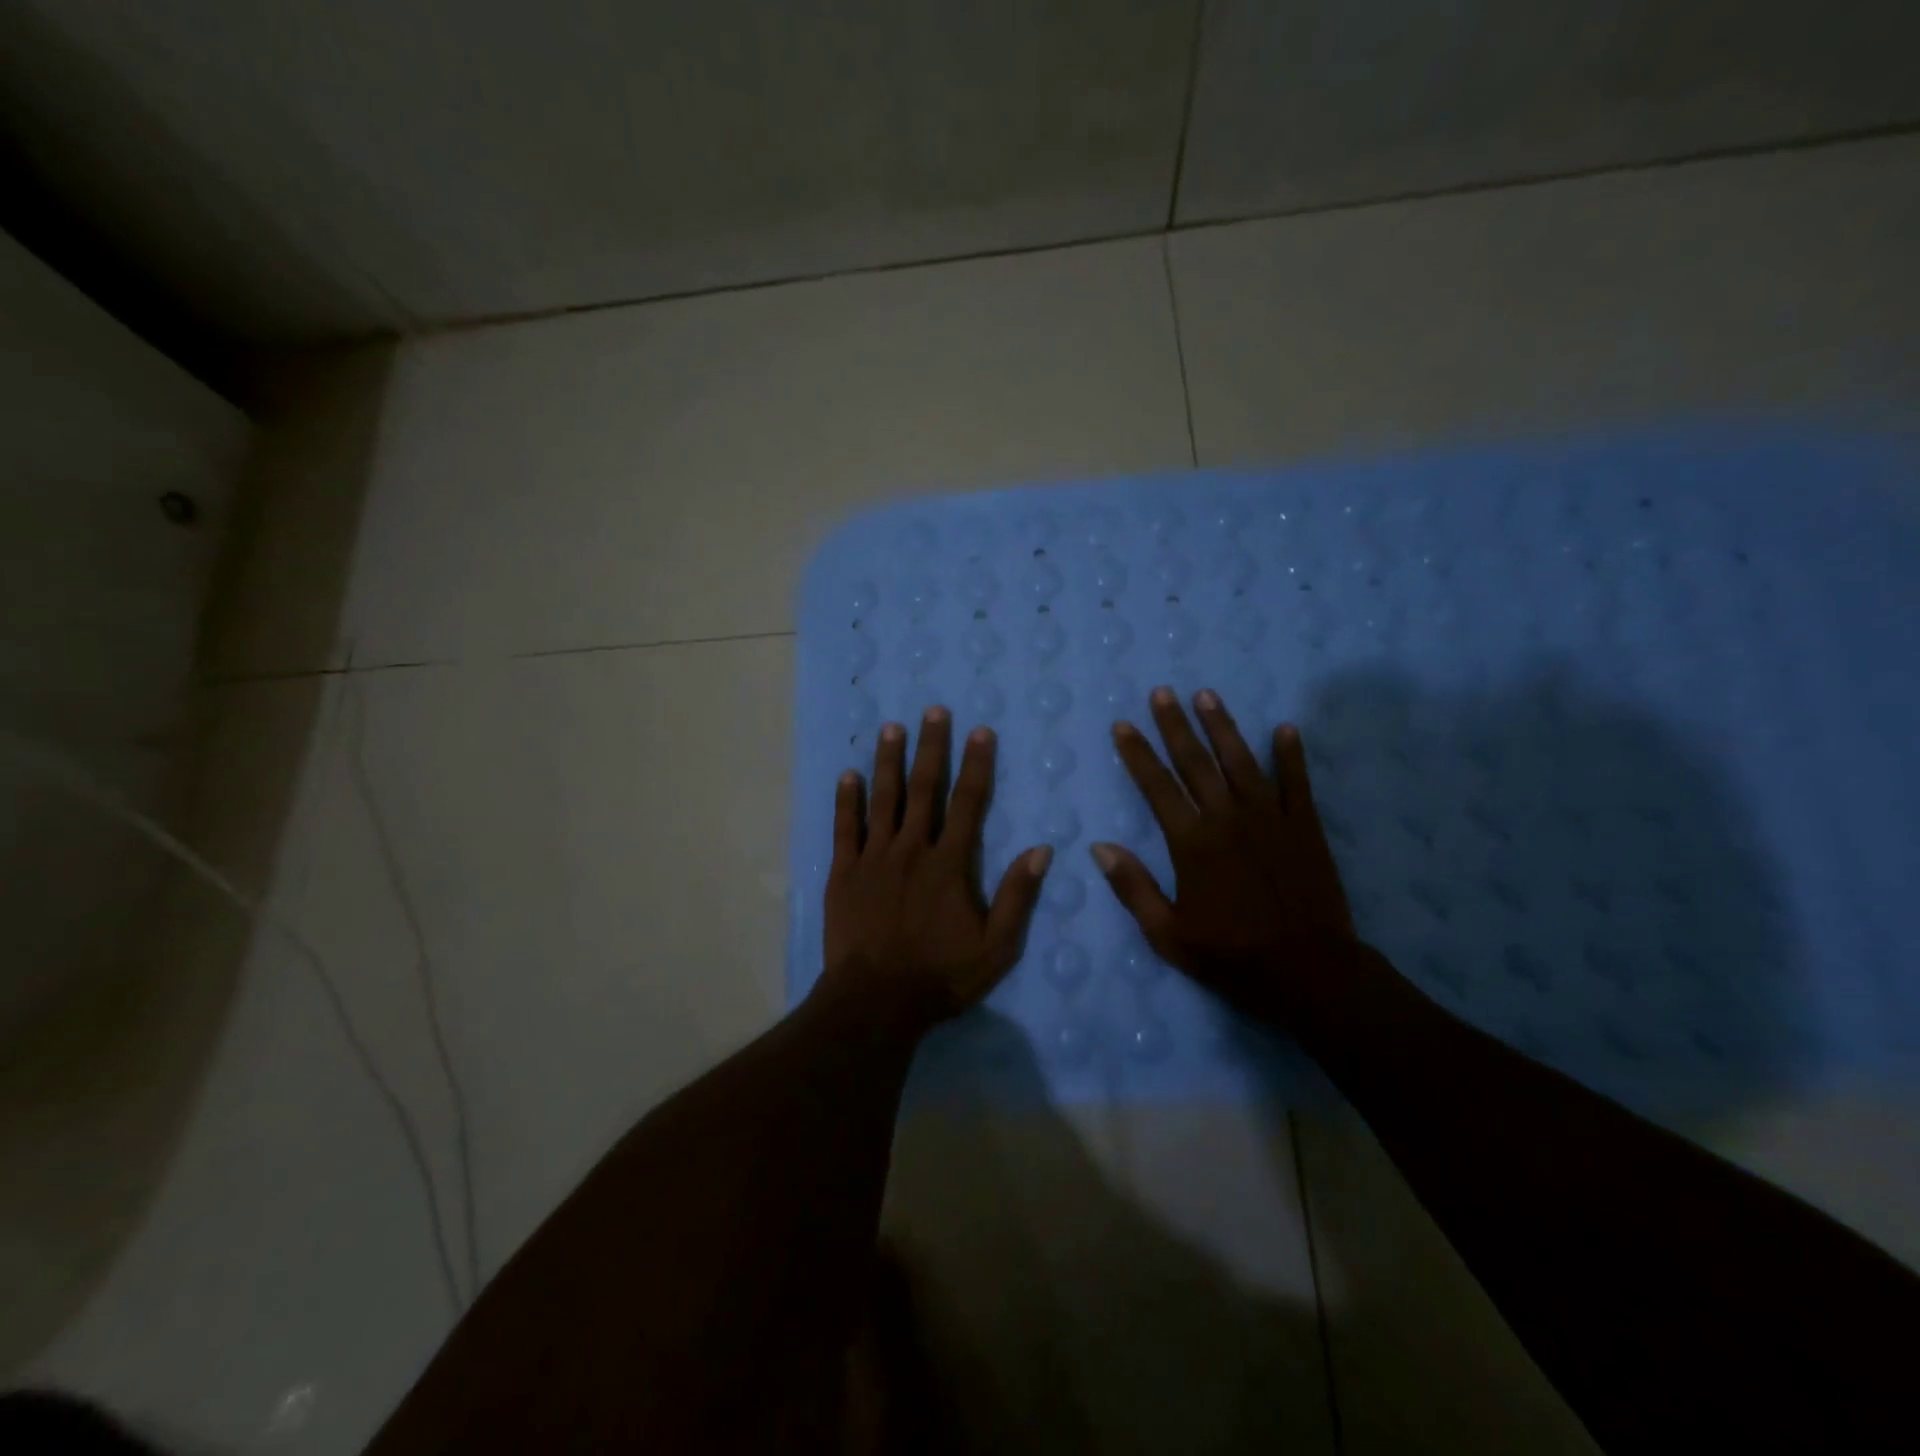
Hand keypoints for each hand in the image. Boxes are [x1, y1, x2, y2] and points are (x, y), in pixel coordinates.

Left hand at [820, 708, 1052, 1031]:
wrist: (876, 1001)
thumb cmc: (941, 975)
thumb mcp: (997, 946)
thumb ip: (1017, 896)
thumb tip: (1042, 850)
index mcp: (950, 864)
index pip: (968, 803)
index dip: (976, 765)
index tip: (980, 731)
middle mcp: (912, 849)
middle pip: (924, 789)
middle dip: (931, 747)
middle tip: (933, 711)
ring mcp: (874, 858)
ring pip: (883, 799)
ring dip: (888, 761)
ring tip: (890, 728)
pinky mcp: (844, 872)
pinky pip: (845, 828)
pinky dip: (846, 800)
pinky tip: (847, 774)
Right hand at [1091, 687, 1357, 1025]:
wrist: (1310, 972)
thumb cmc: (1232, 956)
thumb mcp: (1168, 934)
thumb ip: (1133, 888)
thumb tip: (1100, 847)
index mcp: (1192, 843)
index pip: (1157, 787)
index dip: (1137, 754)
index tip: (1123, 725)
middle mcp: (1228, 819)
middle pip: (1196, 762)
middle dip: (1175, 725)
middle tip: (1162, 692)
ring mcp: (1270, 819)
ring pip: (1241, 761)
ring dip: (1223, 726)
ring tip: (1207, 695)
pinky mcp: (1304, 827)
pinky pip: (1296, 783)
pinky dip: (1291, 755)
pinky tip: (1285, 728)